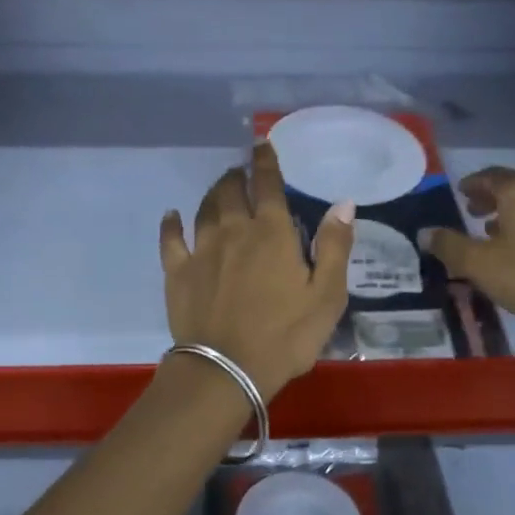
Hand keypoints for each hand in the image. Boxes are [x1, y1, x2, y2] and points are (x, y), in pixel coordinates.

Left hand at [160, 142, 355, 400]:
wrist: (227, 370)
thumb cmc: (286, 335)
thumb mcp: (327, 295)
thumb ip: (334, 246)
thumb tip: (343, 203)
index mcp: (272, 232)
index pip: (267, 184)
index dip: (264, 162)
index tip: (260, 144)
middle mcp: (233, 231)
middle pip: (230, 191)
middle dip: (236, 177)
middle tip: (240, 174)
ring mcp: (201, 250)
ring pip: (203, 209)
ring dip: (212, 194)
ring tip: (218, 190)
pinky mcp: (178, 273)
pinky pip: (171, 239)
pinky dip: (171, 223)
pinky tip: (172, 216)